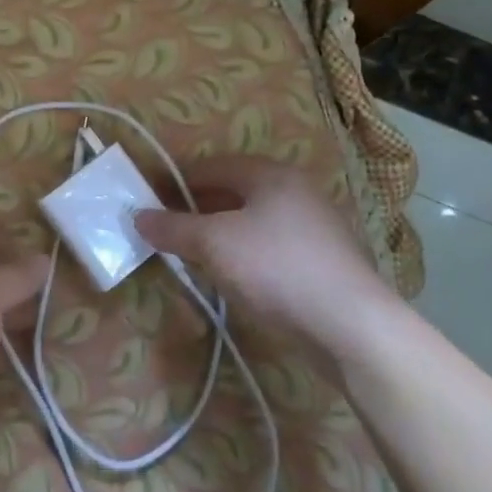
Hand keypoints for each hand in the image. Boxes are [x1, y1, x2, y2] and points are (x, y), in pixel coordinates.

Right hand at [134, 158, 399, 351]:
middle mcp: (295, 190)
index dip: (177, 180)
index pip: (212, 165)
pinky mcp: (323, 260)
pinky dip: (245, 252)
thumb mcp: (214, 244)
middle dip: (198, 207)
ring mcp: (314, 225)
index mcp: (270, 174)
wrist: (352, 325)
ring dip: (221, 232)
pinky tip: (232, 275)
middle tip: (167, 227)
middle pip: (234, 191)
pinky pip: (271, 245)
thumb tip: (138, 216)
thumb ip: (174, 228)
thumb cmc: (276, 268)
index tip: (149, 198)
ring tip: (193, 253)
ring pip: (253, 220)